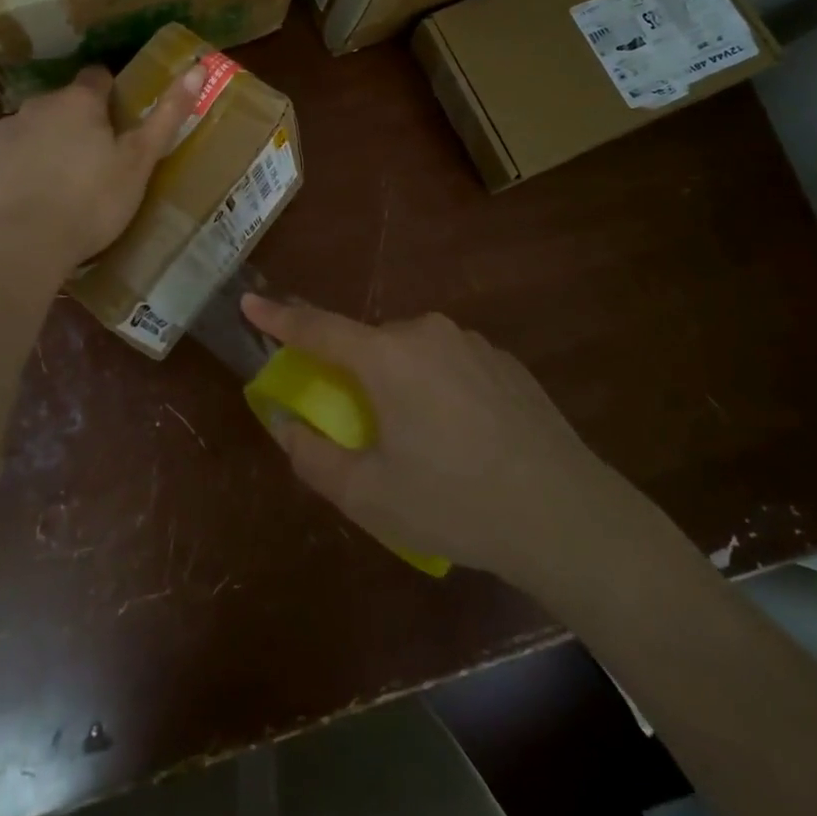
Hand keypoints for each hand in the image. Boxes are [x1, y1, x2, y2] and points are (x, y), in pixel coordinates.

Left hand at [0, 63, 202, 275]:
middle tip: (96, 164)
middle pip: (63, 105)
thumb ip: (168, 114)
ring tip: (62, 188)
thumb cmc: (91, 202)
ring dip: (47, 145)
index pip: (98, 78)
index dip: (111, 95)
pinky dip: (18, 170)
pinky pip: (6, 158)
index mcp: (78, 102)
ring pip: (32, 130)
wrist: (20, 247)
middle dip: (78, 124)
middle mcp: (36, 106)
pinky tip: (29, 202)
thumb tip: (199, 66)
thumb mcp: (139, 161)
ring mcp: (3, 134)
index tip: (119, 124)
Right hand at [239, 296, 624, 584]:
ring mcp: (469, 342)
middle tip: (367, 428)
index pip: (317, 328)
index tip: (251, 302)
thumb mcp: (369, 495)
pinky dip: (439, 388)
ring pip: (412, 353)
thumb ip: (313, 455)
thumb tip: (283, 422)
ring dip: (401, 383)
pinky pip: (451, 363)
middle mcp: (424, 333)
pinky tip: (466, 438)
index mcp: (385, 358)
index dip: (279, 317)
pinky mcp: (503, 360)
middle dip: (355, 375)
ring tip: (425, 443)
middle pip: (369, 345)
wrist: (565, 513)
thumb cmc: (454, 503)